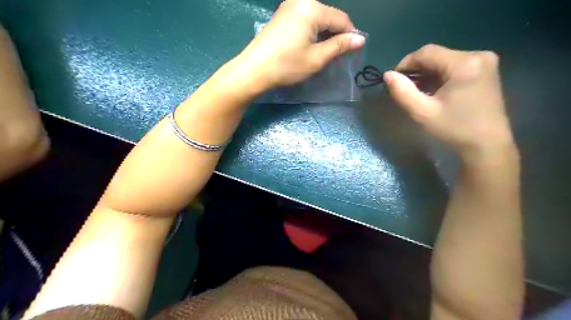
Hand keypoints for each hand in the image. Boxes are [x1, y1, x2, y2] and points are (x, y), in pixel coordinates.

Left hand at [236, 0, 365, 88]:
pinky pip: (305, 19)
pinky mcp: (281, 15)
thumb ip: (339, 46)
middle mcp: (301, 1)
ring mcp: (289, 6)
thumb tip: (360, 39)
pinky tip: (311, 45)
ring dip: (324, 33)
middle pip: (329, 16)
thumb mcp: (316, 58)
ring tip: (325, 52)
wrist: (254, 69)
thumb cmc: (287, 65)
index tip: (353, 51)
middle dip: (337, 34)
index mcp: (312, 8)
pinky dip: (312, 31)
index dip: (350, 35)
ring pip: (317, 18)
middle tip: (338, 55)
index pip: (341, 19)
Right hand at [386, 44, 515, 160]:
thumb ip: (402, 92)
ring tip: (418, 93)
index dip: (405, 63)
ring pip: (444, 61)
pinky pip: (454, 66)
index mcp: (464, 63)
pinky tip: (433, 91)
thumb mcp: (423, 113)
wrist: (486, 145)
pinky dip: (439, 76)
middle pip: (436, 56)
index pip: (426, 52)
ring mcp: (484, 62)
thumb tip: (387, 75)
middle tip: (405, 90)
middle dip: (417, 71)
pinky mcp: (485, 70)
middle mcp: (478, 55)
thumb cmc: (454, 129)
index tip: (395, 81)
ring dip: (427, 74)